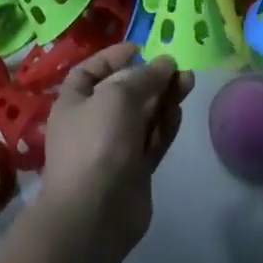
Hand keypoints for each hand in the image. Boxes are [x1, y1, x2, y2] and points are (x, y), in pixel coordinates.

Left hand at [41, 45, 193, 257]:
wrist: (94, 214)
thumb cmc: (97, 143)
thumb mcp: (118, 96)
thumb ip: (144, 77)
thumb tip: (165, 64)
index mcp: (74, 103)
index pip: (90, 71)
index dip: (113, 57)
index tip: (140, 49)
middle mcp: (93, 123)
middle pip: (124, 92)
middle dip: (150, 78)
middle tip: (177, 68)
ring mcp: (115, 148)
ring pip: (143, 116)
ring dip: (164, 98)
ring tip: (188, 82)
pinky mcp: (135, 170)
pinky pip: (153, 141)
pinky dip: (166, 126)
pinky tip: (180, 112)